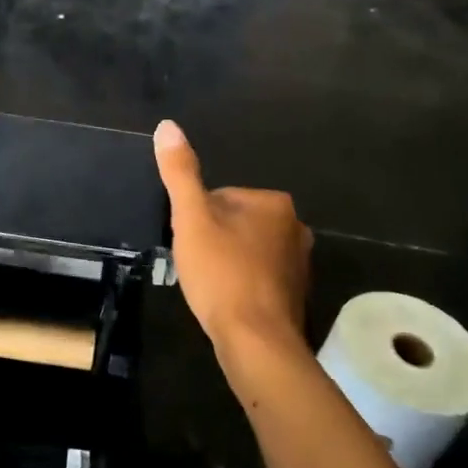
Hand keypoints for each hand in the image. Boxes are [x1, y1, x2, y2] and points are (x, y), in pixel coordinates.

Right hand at [154, 120, 311, 355]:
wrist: (256, 340)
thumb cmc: (221, 274)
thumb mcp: (191, 219)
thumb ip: (180, 173)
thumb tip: (167, 126)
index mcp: (273, 202)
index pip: (218, 198)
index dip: (196, 220)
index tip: (190, 245)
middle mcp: (295, 227)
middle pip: (234, 223)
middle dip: (213, 241)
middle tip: (197, 267)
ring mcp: (300, 262)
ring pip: (246, 251)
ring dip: (226, 263)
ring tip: (209, 286)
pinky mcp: (297, 293)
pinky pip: (259, 276)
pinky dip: (242, 284)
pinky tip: (228, 301)